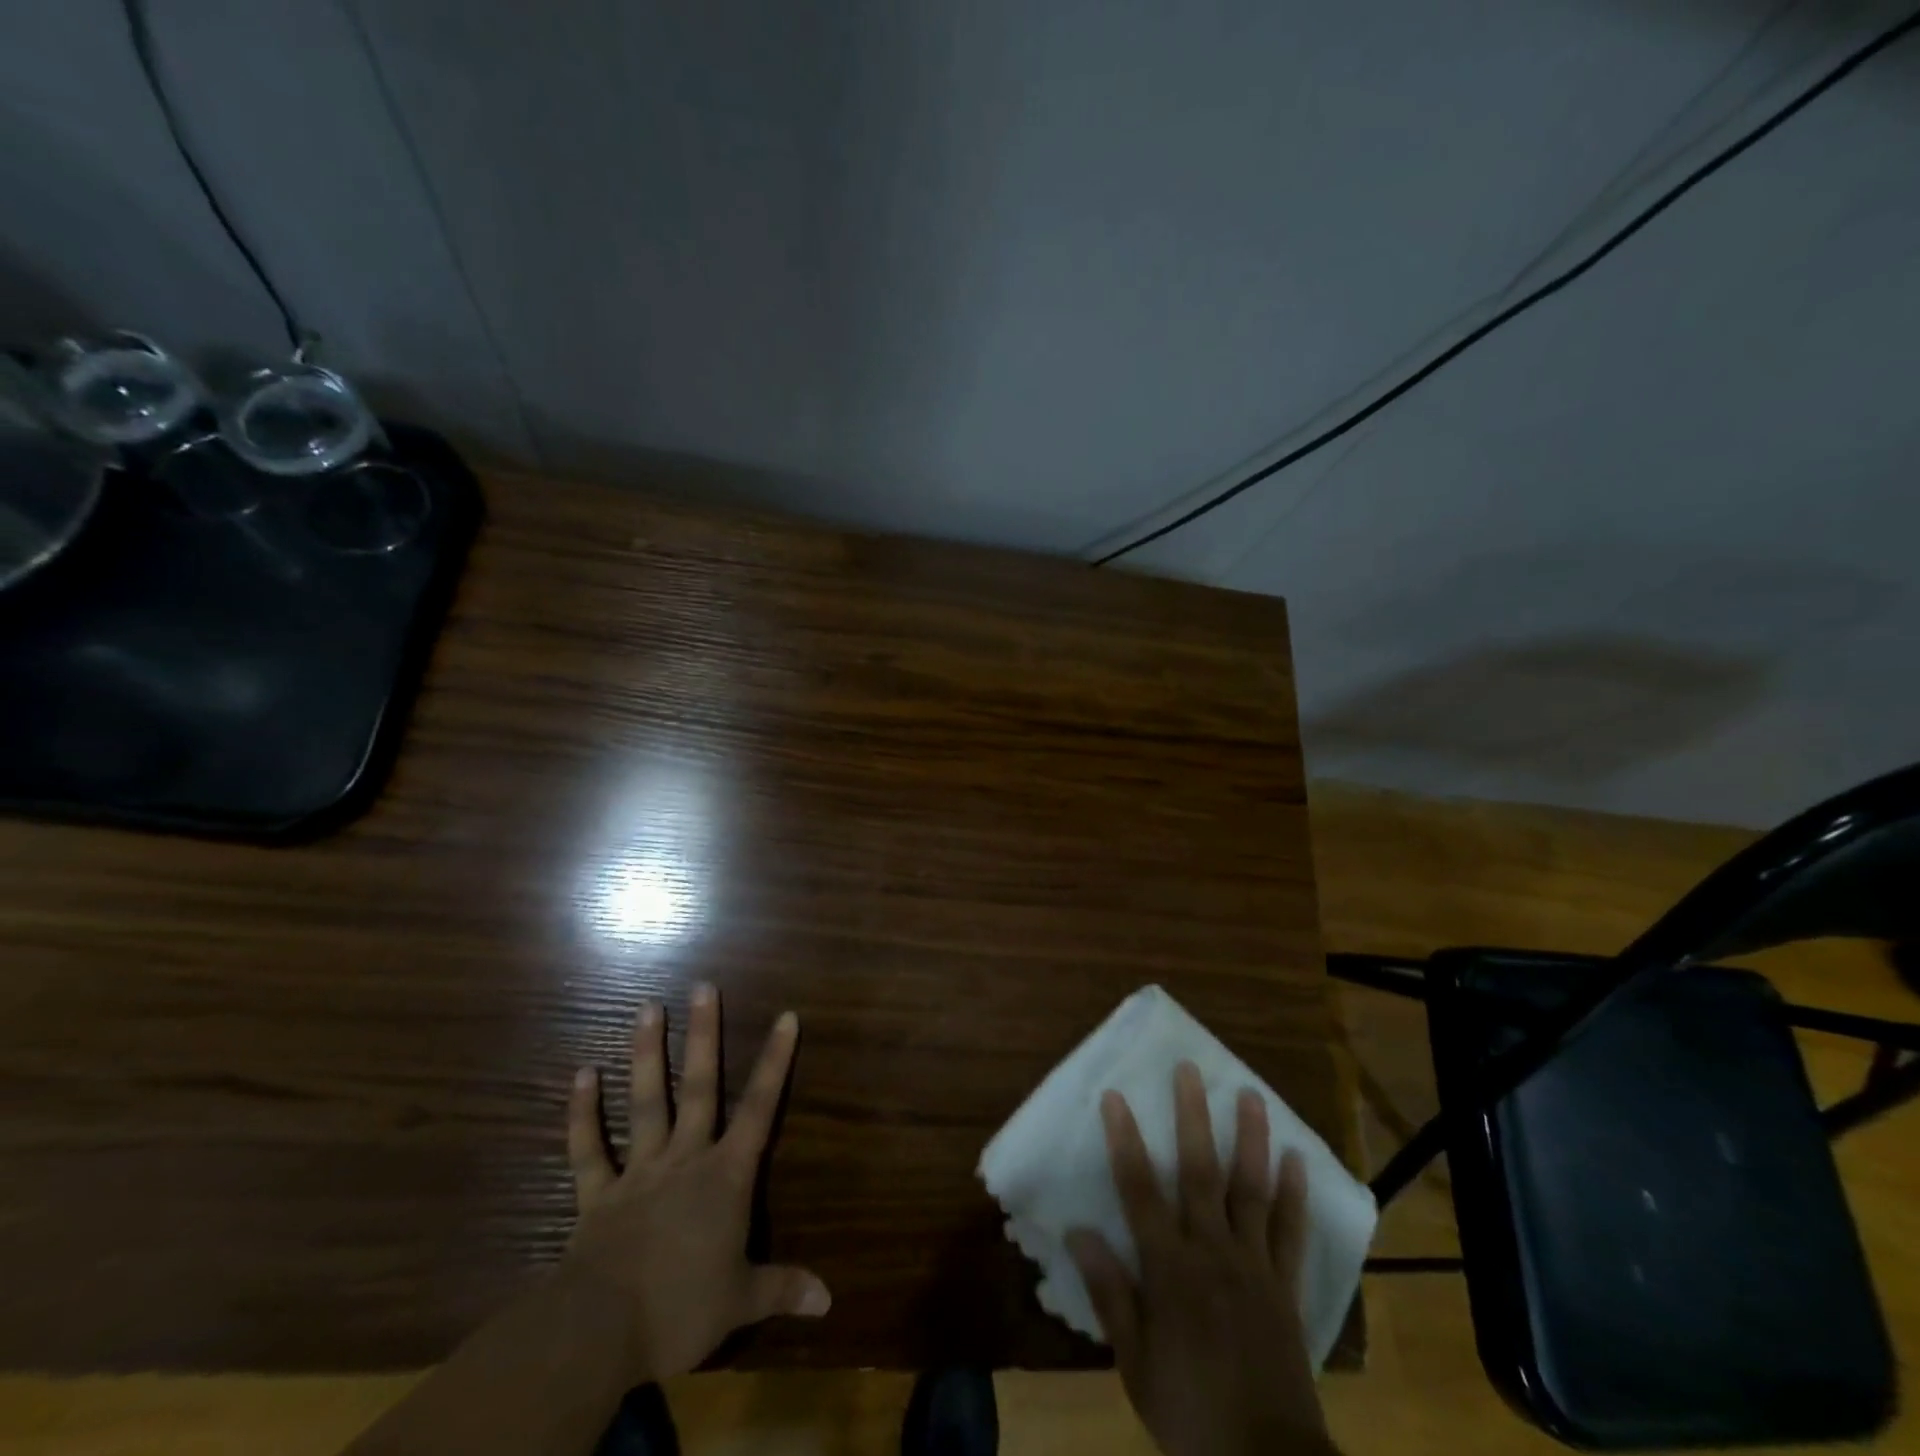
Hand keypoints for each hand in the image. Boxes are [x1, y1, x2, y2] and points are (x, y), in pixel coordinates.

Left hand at [561, 984, 829, 1381]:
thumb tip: (829, 1299)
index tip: (786, 1016)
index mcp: (725, 1176)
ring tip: (647, 1007)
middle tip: (703, 986)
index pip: (759, 1108)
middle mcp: (685, 1158)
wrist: (600, 1332)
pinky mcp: (597, 1195)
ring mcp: (638, 1171)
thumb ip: (783, 1288)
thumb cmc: (681, 1308)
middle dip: (704, 1035)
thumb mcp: (741, 1301)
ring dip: (646, 1054)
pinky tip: (581, 1074)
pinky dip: (582, 1113)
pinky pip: (588, 1148)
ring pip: (645, 1102)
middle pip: (699, 1086)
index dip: (776, 1061)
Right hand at [1067, 1062, 1332, 1455]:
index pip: (1139, 1191)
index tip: (1115, 1096)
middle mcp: (1212, 1253)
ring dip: (1251, 1140)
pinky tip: (1297, 1159)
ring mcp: (1254, 1266)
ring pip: (1251, 1190)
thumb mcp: (1135, 1363)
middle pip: (1200, 1173)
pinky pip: (1292, 1234)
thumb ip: (1109, 1293)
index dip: (1125, 1140)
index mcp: (1169, 1269)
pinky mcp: (1286, 1287)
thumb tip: (1077, 1231)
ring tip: (1252, 1096)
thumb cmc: (1189, 1414)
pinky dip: (1296, 1196)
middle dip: (1192, 1118)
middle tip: (1189, 1070)